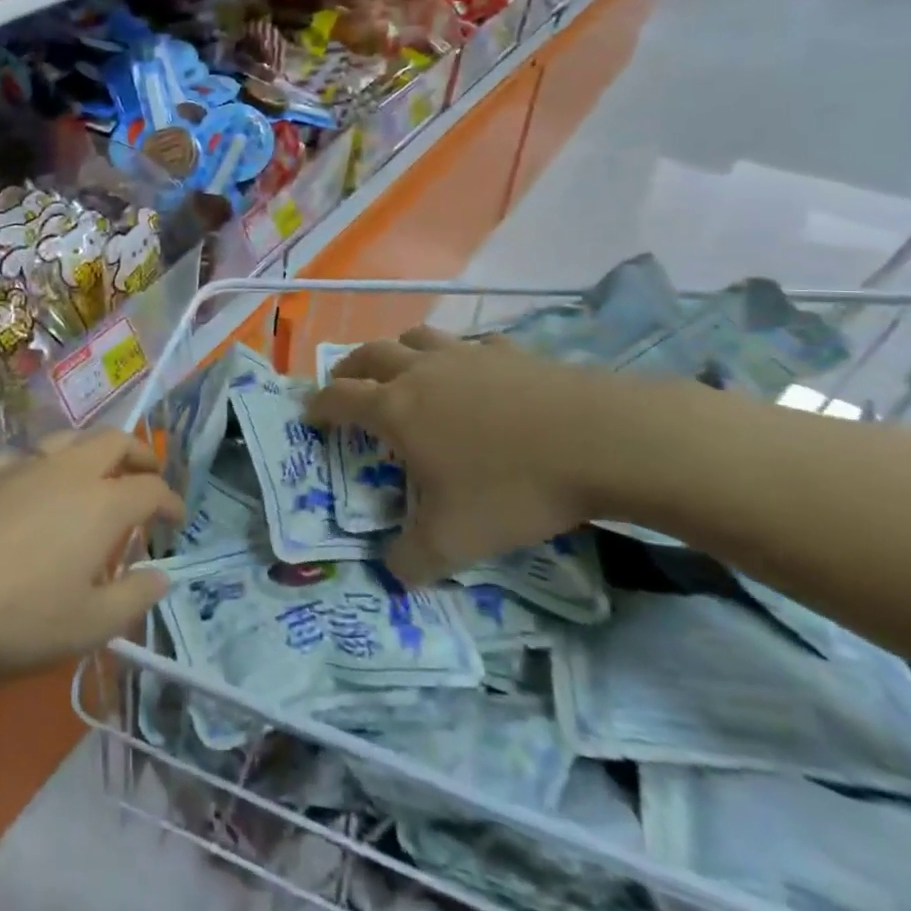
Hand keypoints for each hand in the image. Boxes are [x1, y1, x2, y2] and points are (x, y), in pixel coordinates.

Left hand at [0, 430, 183, 675]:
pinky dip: (43, 466)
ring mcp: (20, 466)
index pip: (151, 489)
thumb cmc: (12, 620)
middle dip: (140, 454)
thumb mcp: (86, 628)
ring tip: (94, 474)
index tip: (177, 519)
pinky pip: (24, 457)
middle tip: (148, 475)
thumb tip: (162, 576)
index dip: (170, 501)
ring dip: (92, 450)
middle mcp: (66, 472)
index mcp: (101, 504)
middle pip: (114, 442)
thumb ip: (133, 598)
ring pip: (68, 438)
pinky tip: (29, 491)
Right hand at [306, 328, 646, 585]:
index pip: (338, 398)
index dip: (318, 407)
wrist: (600, 440)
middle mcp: (422, 372)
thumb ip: (412, 560)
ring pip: (416, 338)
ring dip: (399, 351)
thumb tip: (393, 573)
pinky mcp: (511, 352)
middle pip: (369, 355)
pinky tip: (476, 375)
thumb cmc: (512, 487)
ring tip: (403, 371)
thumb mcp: (455, 541)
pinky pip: (473, 345)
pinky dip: (460, 356)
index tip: (309, 417)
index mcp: (396, 409)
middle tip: (346, 385)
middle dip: (349, 369)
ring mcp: (467, 356)